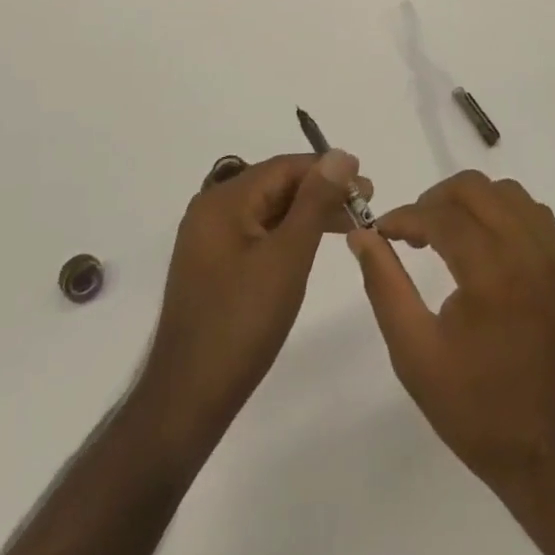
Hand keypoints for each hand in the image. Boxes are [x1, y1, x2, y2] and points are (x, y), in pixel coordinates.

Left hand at [141, 150, 370, 444]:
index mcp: (223, 201)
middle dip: (321, 190)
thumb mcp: (287, 257)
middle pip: (275, 185)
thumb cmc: (242, 323)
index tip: (367, 184)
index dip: (328, 170)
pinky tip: (311, 244)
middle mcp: (212, 210)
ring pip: (268, 209)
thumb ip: (315, 201)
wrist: (187, 400)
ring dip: (307, 212)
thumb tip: (340, 154)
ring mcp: (210, 239)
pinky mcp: (213, 266)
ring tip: (349, 222)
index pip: (284, 167)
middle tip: (365, 203)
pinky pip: (257, 232)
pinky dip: (288, 233)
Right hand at [346, 172, 554, 503]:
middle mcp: (527, 250)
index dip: (404, 216)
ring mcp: (552, 256)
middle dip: (435, 200)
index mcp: (492, 272)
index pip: (440, 215)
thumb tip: (363, 235)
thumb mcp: (416, 356)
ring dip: (470, 200)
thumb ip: (385, 286)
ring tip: (445, 233)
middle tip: (411, 232)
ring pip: (506, 192)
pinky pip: (532, 212)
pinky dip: (503, 211)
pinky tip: (484, 241)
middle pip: (474, 188)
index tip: (381, 230)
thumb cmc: (480, 411)